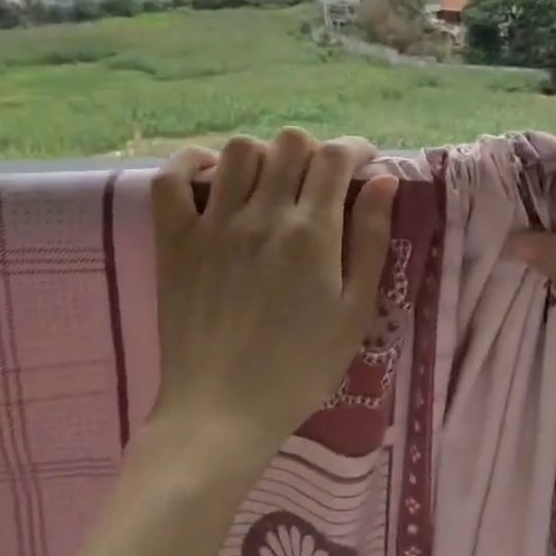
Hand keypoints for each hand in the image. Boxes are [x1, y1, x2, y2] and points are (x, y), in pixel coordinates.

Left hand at [148, 130, 399, 466]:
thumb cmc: (301, 367)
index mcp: (312, 233)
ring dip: (264, 155)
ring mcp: (212, 224)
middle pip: (290, 143)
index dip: (356, 149)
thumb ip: (372, 240)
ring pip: (238, 150)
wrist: (223, 412)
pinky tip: (212, 180)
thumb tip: (385, 182)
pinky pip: (170, 179)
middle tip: (320, 181)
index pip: (336, 157)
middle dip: (315, 151)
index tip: (364, 164)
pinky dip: (192, 166)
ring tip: (271, 183)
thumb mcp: (356, 311)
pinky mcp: (174, 241)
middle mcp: (263, 215)